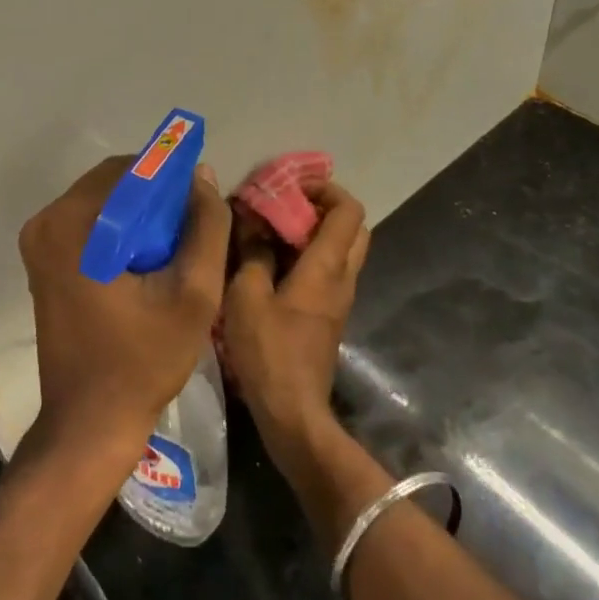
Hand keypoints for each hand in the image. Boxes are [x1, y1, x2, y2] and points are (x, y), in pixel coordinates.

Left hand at [19, 157, 230, 469]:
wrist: (90, 424)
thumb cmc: (143, 360)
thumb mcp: (193, 293)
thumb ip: (206, 227)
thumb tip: (201, 175)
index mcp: (71, 224)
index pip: (131, 170)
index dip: (172, 180)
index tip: (199, 209)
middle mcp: (45, 223)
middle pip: (115, 184)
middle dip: (156, 199)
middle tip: (190, 234)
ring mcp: (40, 243)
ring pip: (105, 203)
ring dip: (141, 217)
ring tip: (174, 252)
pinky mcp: (44, 262)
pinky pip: (91, 225)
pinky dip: (122, 233)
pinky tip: (148, 265)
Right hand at [220, 182, 369, 473]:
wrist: (293, 413)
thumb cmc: (269, 351)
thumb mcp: (247, 295)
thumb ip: (252, 251)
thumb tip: (251, 219)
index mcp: (327, 266)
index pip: (348, 209)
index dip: (324, 188)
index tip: (290, 186)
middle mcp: (342, 277)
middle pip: (351, 226)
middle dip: (320, 207)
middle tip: (284, 205)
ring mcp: (338, 298)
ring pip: (340, 249)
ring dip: (311, 231)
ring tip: (270, 228)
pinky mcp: (327, 315)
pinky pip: (326, 270)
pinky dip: (306, 254)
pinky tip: (270, 260)